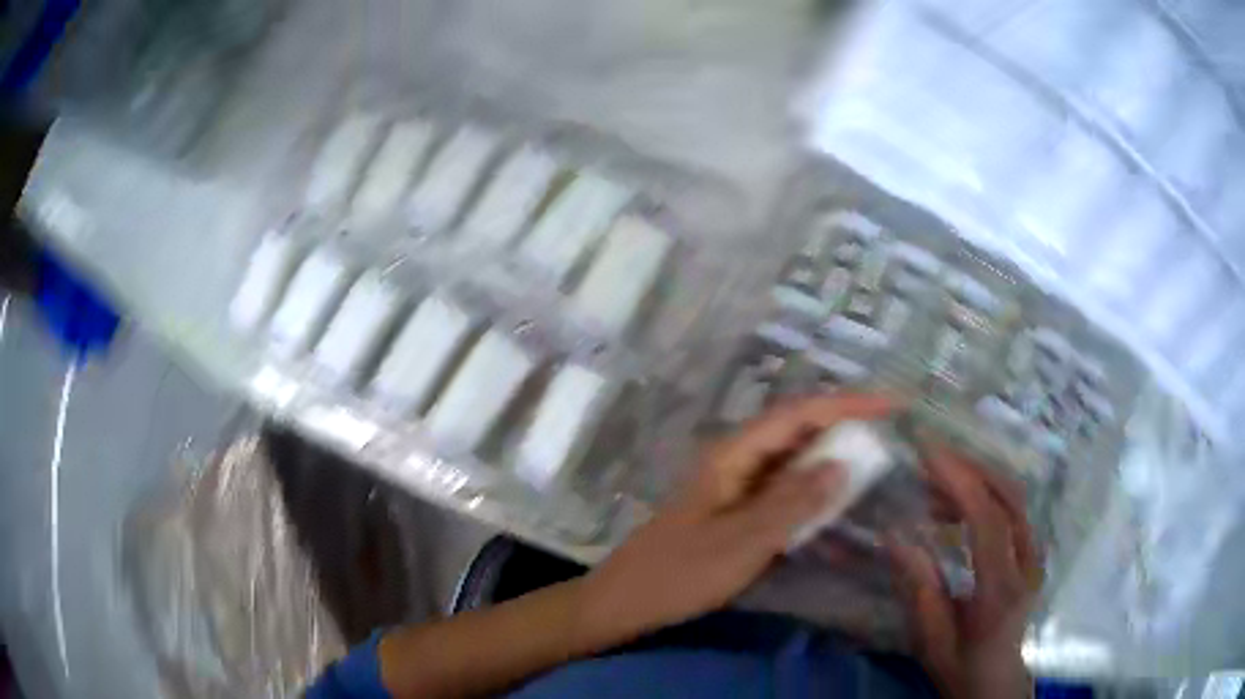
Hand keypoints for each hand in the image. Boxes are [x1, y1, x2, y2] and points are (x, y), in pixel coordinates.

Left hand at [578, 393, 894, 646]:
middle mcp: (736, 461)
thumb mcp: (743, 541)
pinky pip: (782, 492)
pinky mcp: (735, 511)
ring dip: (830, 459)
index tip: (893, 405)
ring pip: (791, 462)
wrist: (626, 601)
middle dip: (844, 426)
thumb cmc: (680, 573)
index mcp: (734, 455)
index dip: (849, 404)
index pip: (800, 413)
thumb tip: (842, 462)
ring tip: (872, 463)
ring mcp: (734, 486)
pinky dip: (810, 494)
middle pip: (797, 431)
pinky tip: (832, 507)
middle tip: (890, 434)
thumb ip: (794, 502)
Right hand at [885, 445, 1041, 698]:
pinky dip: (985, 492)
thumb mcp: (931, 639)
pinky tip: (956, 503)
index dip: (961, 483)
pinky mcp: (1033, 550)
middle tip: (929, 458)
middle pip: (1009, 497)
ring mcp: (1036, 554)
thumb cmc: (960, 665)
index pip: (989, 523)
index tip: (928, 454)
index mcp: (1002, 591)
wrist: (998, 678)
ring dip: (977, 478)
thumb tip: (894, 536)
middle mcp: (1028, 564)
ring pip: (1014, 496)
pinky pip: (1013, 507)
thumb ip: (919, 589)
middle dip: (970, 468)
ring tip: (935, 482)